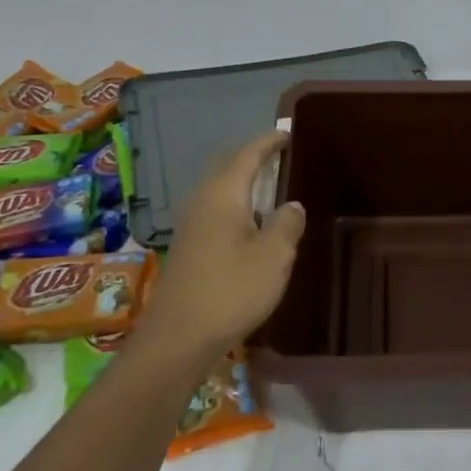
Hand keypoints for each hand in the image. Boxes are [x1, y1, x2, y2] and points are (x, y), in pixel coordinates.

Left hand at [140, 131, 305, 359]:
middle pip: (227, 166)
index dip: (268, 142)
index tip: (287, 133)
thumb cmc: (231, 290)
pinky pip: (214, 209)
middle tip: (279, 156)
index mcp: (223, 194)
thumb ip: (287, 223)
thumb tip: (292, 205)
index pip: (247, 154)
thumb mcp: (274, 256)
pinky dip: (234, 204)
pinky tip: (249, 223)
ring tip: (268, 187)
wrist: (178, 337)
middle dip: (252, 157)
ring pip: (219, 189)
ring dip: (242, 182)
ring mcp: (190, 224)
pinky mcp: (187, 247)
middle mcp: (202, 201)